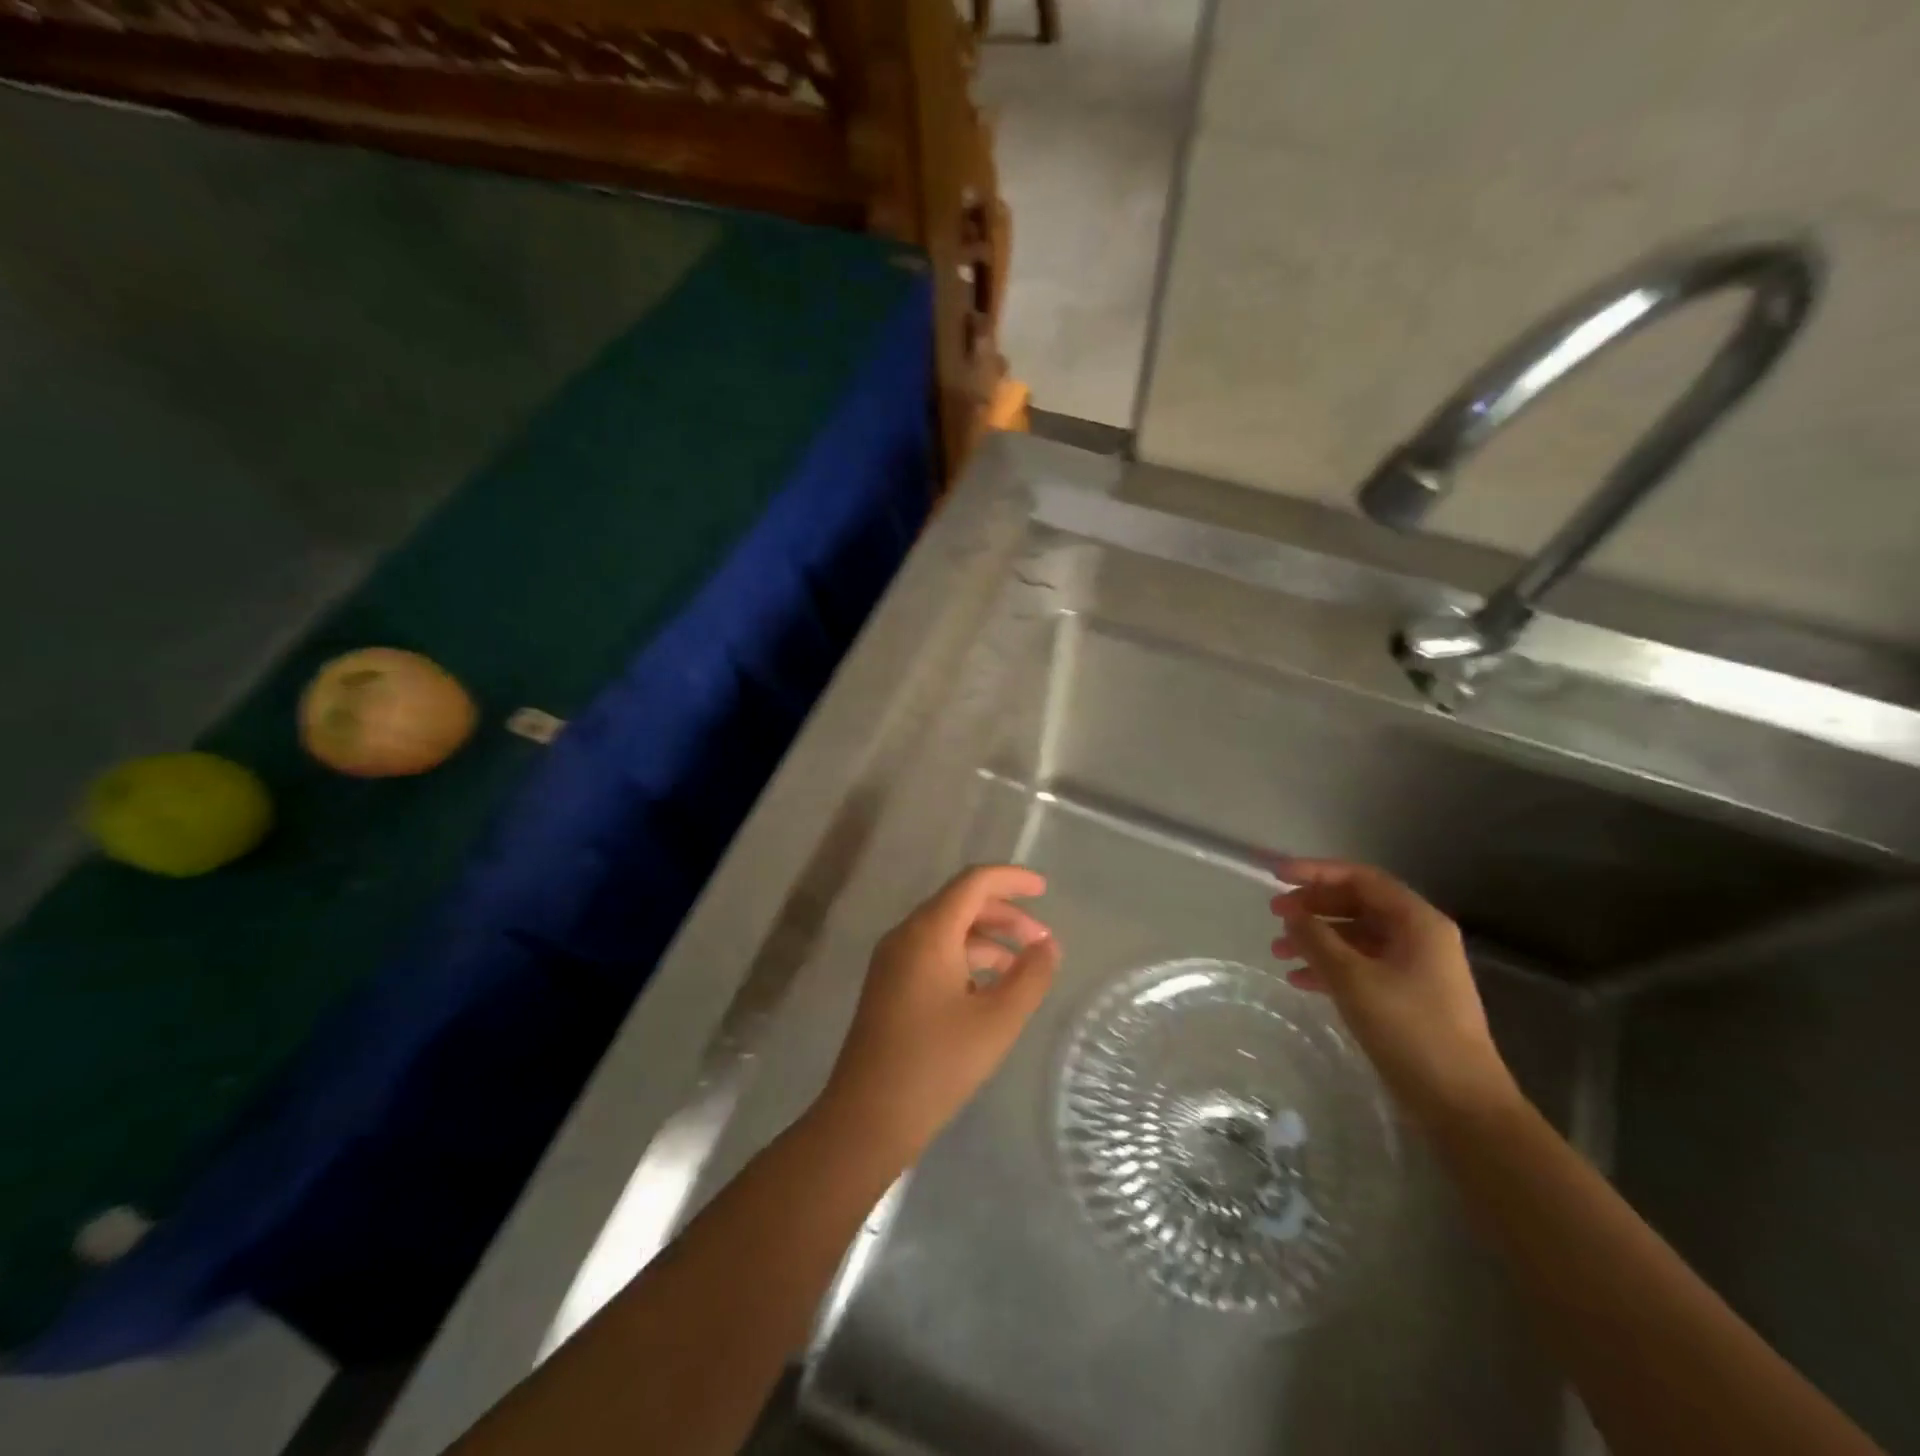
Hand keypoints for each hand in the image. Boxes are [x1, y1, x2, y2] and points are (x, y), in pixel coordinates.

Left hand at [820, 865, 1059, 1158]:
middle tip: (1042, 941)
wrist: (867, 1118)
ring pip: (948, 930)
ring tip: (1024, 968)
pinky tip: (990, 989)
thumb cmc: (936, 1065)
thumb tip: (1049, 946)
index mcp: (928, 932)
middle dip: (1005, 915)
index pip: (973, 882)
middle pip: (961, 903)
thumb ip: (1030, 977)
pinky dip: (967, 959)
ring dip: (988, 940)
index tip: (1044, 889)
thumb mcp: (996, 1021)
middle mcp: (906, 935)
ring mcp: (893, 961)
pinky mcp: (889, 986)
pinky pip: (934, 954)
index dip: (1011, 879)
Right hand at [1270, 856, 1517, 1123]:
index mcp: (1417, 922)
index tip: (1276, 877)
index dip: (1316, 872)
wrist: (1461, 1103)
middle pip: (1358, 905)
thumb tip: (1292, 915)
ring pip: (1356, 938)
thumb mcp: (1353, 979)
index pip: (1361, 879)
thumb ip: (1317, 939)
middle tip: (1274, 914)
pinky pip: (1362, 966)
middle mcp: (1420, 937)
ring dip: (1317, 940)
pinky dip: (1330, 967)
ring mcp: (1416, 968)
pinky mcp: (1408, 996)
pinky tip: (1299, 980)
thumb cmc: (1409, 1029)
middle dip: (1313, 907)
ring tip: (1278, 952)